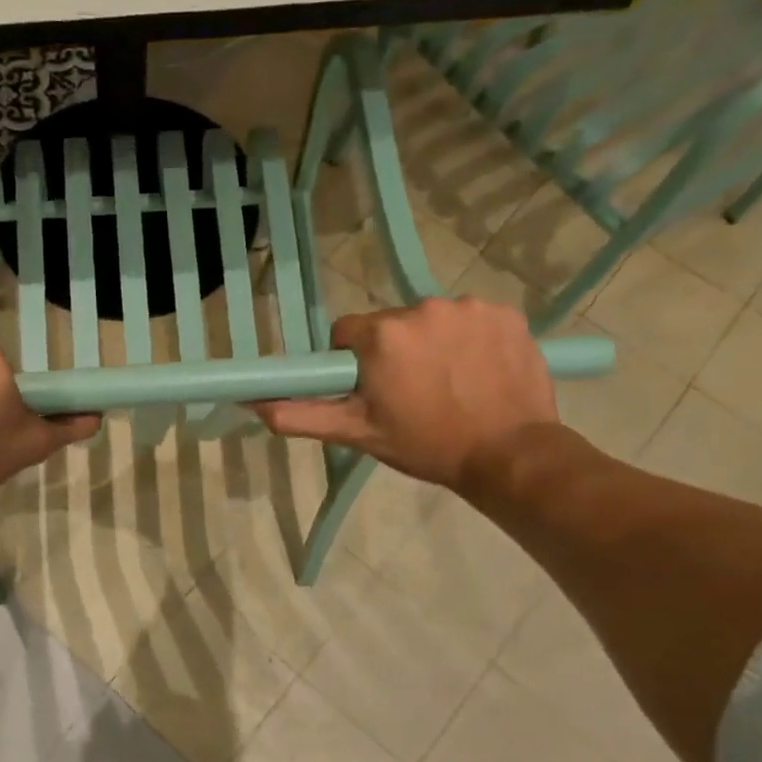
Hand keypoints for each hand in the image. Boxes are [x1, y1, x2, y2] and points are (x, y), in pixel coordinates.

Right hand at [252, 298, 559, 492]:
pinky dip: (469, 340)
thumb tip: (251, 403)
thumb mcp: (355, 434)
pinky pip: (471, 320)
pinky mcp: (506, 313)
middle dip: (392, 352)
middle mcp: (423, 307)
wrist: (509, 455)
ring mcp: (469, 307)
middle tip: (409, 393)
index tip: (369, 390)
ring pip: (431, 321)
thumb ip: (299, 415)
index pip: (347, 332)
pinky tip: (477, 372)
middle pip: (390, 324)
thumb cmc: (425, 445)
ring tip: (448, 384)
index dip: (352, 362)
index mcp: (382, 335)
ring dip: (431, 345)